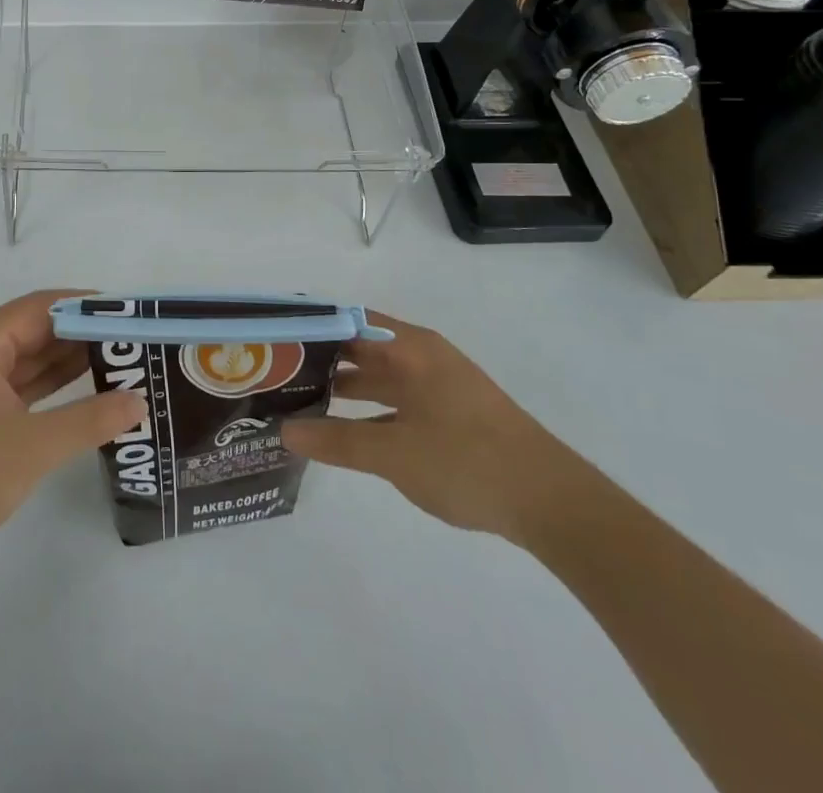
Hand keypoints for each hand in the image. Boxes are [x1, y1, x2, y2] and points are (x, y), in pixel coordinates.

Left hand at [0, 290, 145, 561]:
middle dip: (83, 333)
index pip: (43, 306)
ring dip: (70, 359)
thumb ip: (90, 420)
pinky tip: (88, 388)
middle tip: (134, 339)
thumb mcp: (34, 445)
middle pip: (37, 328)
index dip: (87, 306)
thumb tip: (139, 401)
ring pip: (30, 357)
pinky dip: (52, 385)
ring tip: (122, 359)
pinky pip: (21, 383)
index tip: (130, 314)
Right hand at [281, 312, 577, 540]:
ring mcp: (438, 384)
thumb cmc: (466, 461)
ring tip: (297, 400)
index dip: (308, 327)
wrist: (553, 503)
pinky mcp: (449, 413)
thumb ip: (336, 441)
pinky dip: (368, 409)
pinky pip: (396, 399)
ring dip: (342, 386)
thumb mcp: (394, 454)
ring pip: (378, 375)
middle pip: (359, 346)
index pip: (345, 320)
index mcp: (409, 347)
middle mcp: (421, 355)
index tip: (270, 341)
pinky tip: (343, 430)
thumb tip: (284, 430)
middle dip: (319, 359)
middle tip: (273, 373)